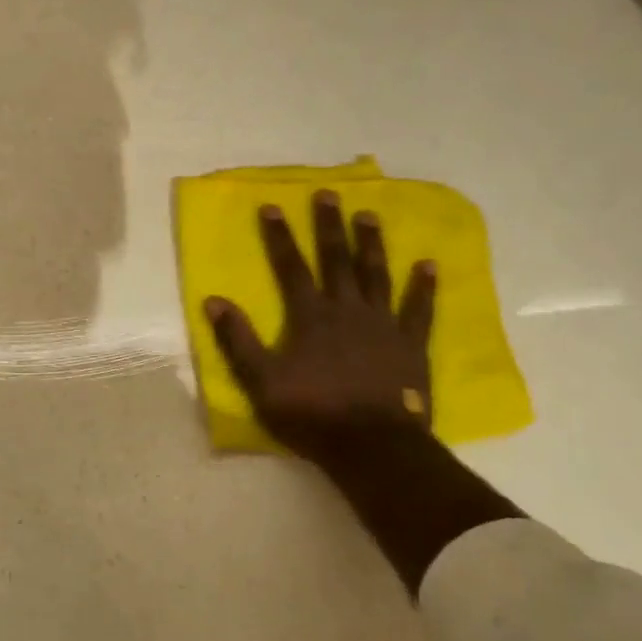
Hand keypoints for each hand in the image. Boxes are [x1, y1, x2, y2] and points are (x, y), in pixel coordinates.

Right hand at [205, 190, 436, 472]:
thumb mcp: (261, 381)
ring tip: (369, 215)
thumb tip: (213, 301)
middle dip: (329, 226)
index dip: (279, 236)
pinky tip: (428, 264)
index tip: (273, 206)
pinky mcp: (410, 344)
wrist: (371, 446)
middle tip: (328, 194)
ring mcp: (382, 324)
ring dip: (371, 244)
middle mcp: (346, 309)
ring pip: (375, 274)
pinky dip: (423, 287)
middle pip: (336, 259)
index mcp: (309, 316)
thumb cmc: (312, 413)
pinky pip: (419, 309)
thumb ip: (237, 340)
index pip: (290, 266)